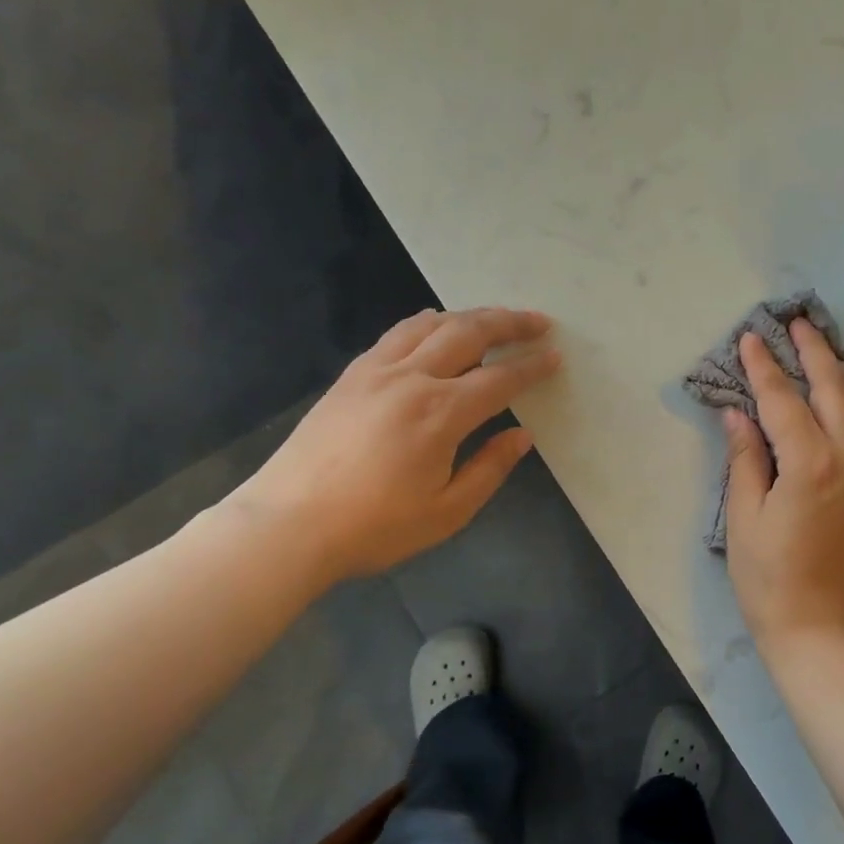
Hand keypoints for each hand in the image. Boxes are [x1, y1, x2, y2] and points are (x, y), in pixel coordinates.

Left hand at [223, 307, 559, 588]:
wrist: (287, 525)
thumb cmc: (375, 527)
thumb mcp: (447, 511)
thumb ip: (490, 468)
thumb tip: (522, 435)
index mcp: (440, 414)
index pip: (500, 379)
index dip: (532, 367)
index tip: (555, 355)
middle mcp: (411, 379)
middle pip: (468, 333)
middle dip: (509, 323)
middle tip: (538, 321)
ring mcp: (375, 371)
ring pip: (430, 324)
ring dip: (469, 316)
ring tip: (494, 319)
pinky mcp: (350, 376)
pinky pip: (397, 334)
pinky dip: (427, 322)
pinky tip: (436, 326)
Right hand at [723, 320, 843, 654]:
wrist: (824, 630)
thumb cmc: (770, 580)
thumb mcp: (744, 519)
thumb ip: (745, 458)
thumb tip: (737, 413)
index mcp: (811, 464)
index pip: (783, 400)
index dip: (764, 367)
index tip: (751, 338)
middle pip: (836, 388)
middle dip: (815, 352)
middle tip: (799, 324)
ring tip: (830, 353)